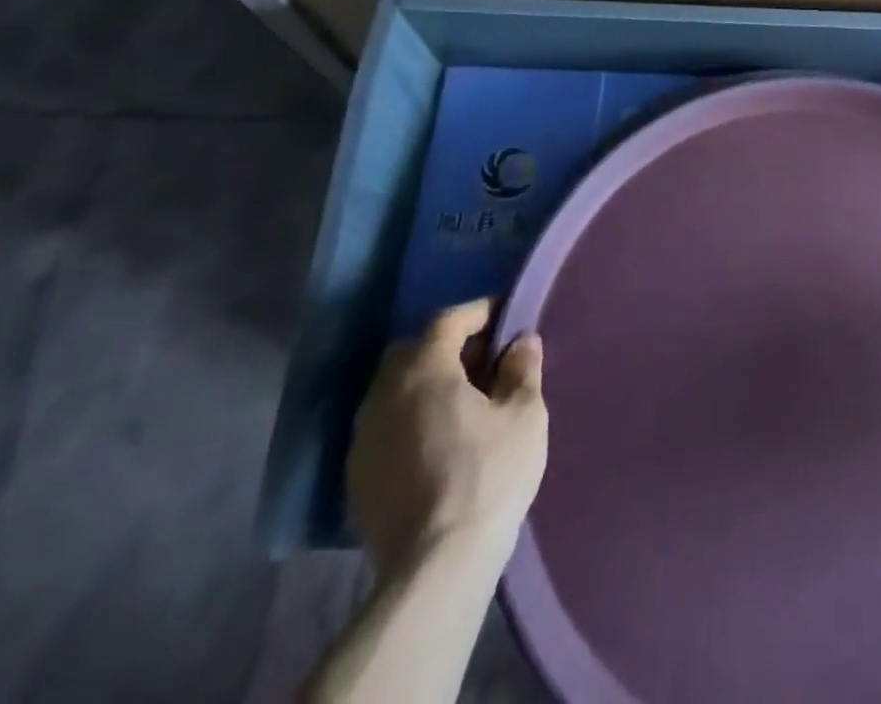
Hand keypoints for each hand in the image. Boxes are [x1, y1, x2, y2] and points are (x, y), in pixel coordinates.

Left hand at [347, 298, 547, 579]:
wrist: (436, 567)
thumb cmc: (489, 476)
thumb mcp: (524, 415)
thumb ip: (522, 369)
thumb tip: (521, 341)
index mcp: (424, 372)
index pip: (448, 321)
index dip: (478, 312)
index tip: (505, 316)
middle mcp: (384, 396)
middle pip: (413, 352)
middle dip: (448, 347)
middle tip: (484, 361)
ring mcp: (363, 440)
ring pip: (394, 391)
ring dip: (425, 385)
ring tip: (462, 403)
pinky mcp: (356, 479)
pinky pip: (385, 428)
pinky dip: (410, 421)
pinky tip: (438, 443)